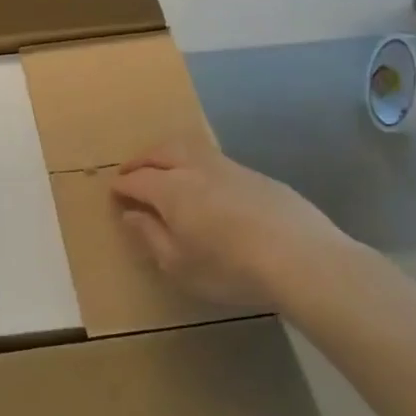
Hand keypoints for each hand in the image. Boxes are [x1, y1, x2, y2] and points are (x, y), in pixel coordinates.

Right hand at [111, 142, 351, 305]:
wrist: (302, 259)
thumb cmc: (230, 268)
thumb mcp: (178, 264)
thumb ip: (150, 236)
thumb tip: (131, 215)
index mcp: (171, 189)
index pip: (137, 179)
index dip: (122, 185)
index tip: (114, 193)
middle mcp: (196, 168)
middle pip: (161, 151)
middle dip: (141, 159)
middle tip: (131, 171)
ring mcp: (230, 168)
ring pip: (191, 148)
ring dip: (170, 154)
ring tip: (165, 169)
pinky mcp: (257, 177)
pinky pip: (216, 161)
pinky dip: (198, 165)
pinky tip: (206, 185)